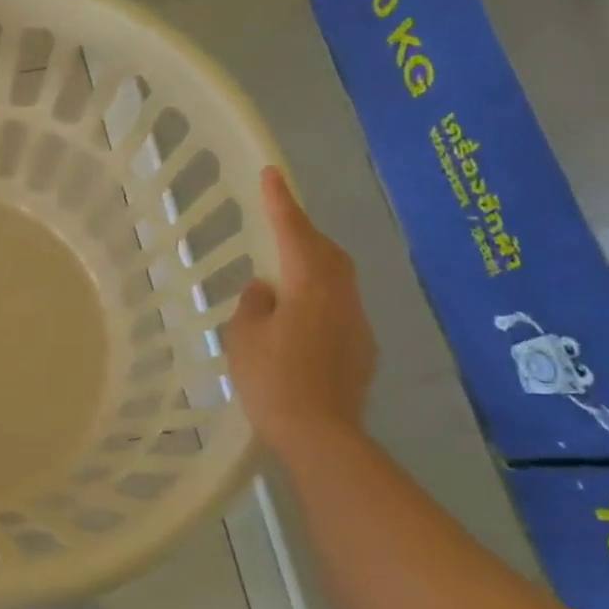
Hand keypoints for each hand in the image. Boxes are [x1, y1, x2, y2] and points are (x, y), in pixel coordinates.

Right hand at [222, 166, 376, 451]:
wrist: (321, 435)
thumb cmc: (272, 381)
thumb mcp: (244, 337)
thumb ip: (253, 304)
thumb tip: (266, 288)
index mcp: (308, 286)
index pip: (293, 232)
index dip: (280, 202)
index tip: (272, 173)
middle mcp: (340, 296)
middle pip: (326, 250)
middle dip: (304, 231)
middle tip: (280, 224)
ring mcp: (357, 322)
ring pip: (338, 277)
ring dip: (314, 264)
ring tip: (287, 271)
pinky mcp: (363, 347)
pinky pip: (340, 306)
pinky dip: (320, 296)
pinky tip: (301, 317)